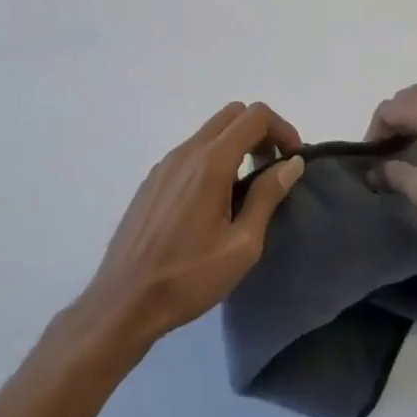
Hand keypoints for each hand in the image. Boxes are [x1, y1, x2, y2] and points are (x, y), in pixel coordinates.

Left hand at [77, 102, 305, 351]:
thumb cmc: (188, 278)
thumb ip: (267, 196)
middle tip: (272, 171)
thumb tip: (291, 163)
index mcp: (211, 163)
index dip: (282, 129)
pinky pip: (191, 152)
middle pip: (233, 114)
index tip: (293, 160)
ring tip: (246, 191)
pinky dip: (214, 158)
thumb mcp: (242, 245)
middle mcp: (186, 152)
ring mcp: (165, 164)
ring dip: (237, 145)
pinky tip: (214, 202)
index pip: (255, 116)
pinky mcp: (153, 180)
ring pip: (211, 132)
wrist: (124, 302)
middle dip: (261, 132)